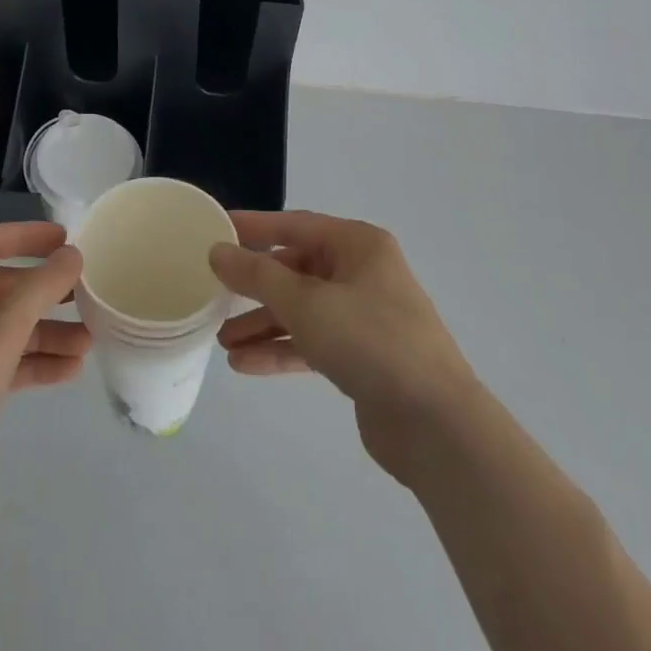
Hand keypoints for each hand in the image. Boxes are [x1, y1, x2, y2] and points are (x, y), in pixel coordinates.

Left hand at [0, 223, 88, 501]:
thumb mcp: (2, 328)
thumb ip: (41, 286)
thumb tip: (72, 254)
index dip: (27, 235)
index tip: (66, 239)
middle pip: (3, 286)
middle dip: (46, 292)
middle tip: (87, 294)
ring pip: (7, 328)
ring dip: (47, 331)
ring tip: (90, 341)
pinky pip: (3, 362)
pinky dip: (34, 362)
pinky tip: (70, 371)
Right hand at [210, 210, 478, 481]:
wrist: (436, 425)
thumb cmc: (371, 342)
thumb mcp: (307, 303)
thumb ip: (258, 275)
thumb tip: (218, 251)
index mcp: (357, 245)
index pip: (294, 226)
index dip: (252, 227)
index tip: (214, 229)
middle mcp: (362, 273)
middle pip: (296, 270)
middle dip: (255, 287)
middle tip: (213, 294)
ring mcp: (364, 316)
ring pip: (302, 310)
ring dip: (263, 323)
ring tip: (222, 342)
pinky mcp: (362, 357)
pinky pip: (312, 342)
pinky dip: (281, 350)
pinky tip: (245, 365)